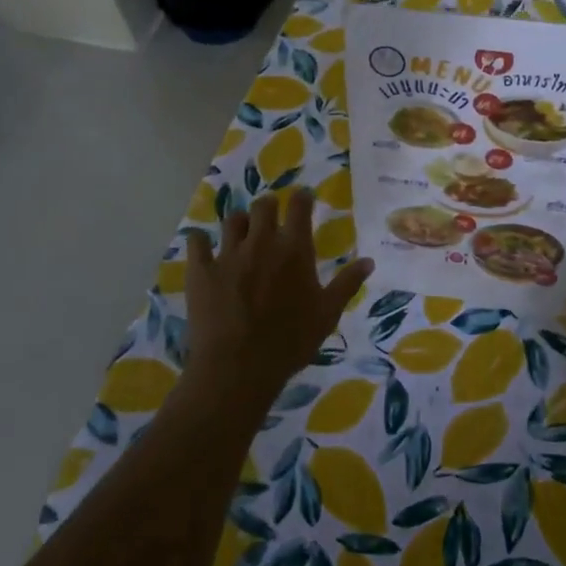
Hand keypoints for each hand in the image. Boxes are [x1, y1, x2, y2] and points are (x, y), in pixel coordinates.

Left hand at [183, 189, 372, 412]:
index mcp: (294, 249)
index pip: (299, 206)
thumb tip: (369, 260)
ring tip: (241, 233)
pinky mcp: (201, 270)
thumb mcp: (327, 314)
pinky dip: (201, 241)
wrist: (239, 368)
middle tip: (271, 217)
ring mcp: (228, 254)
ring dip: (239, 223)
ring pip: (232, 220)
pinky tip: (203, 247)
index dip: (302, 198)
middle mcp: (261, 242)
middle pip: (263, 205)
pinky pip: (196, 242)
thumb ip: (347, 283)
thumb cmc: (290, 341)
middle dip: (269, 206)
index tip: (303, 198)